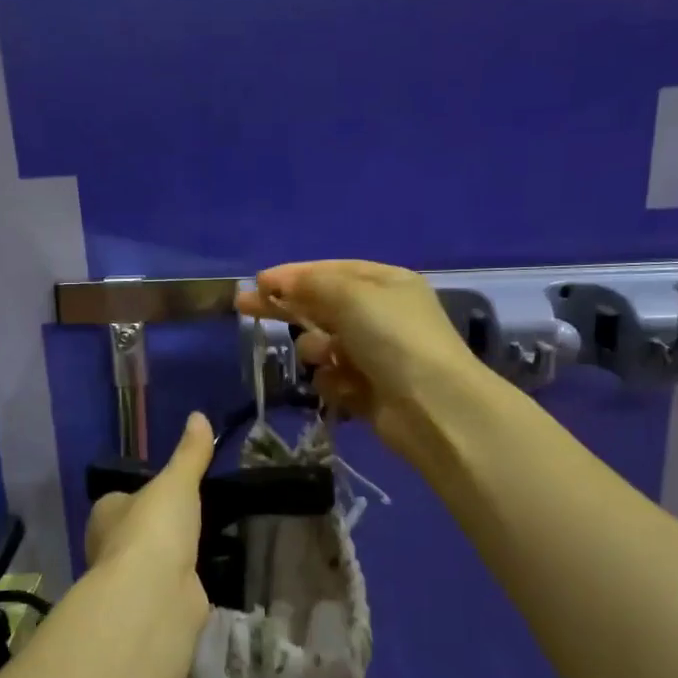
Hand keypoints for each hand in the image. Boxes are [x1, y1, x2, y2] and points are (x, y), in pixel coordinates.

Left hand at [84, 411, 213, 627]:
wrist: (154, 595)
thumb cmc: (154, 529)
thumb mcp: (177, 482)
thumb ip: (189, 454)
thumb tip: (199, 416)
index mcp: (105, 514)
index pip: (119, 500)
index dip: (139, 494)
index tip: (167, 491)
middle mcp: (110, 547)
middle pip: (135, 531)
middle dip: (158, 527)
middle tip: (193, 514)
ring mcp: (131, 580)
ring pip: (153, 561)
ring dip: (173, 555)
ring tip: (207, 540)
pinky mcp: (153, 605)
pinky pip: (172, 586)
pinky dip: (186, 581)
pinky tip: (207, 572)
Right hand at [235, 261, 483, 458]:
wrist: (433, 406)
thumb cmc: (394, 338)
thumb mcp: (352, 296)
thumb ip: (312, 285)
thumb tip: (280, 282)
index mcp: (384, 284)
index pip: (330, 271)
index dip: (293, 275)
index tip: (258, 282)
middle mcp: (380, 315)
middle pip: (322, 306)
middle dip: (286, 307)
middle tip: (244, 306)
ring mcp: (374, 355)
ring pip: (323, 346)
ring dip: (317, 349)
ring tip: (326, 357)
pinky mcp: (367, 391)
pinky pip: (332, 379)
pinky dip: (333, 382)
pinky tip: (344, 386)